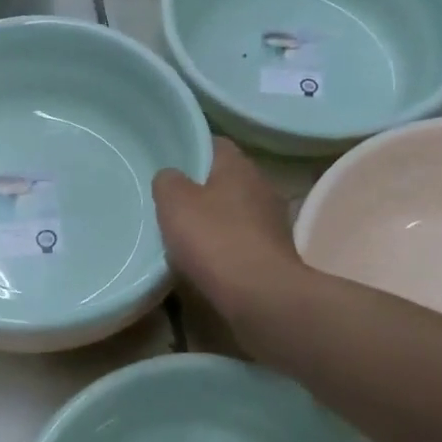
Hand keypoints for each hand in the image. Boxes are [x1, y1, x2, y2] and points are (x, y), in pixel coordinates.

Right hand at [153, 139, 302, 328]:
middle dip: (200, 188)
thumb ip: (167, 182)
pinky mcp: (274, 254)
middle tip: (169, 201)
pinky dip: (224, 247)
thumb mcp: (174, 202)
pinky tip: (204, 261)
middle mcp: (261, 187)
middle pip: (225, 179)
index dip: (190, 150)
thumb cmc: (215, 239)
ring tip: (182, 234)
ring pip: (234, 211)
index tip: (168, 164)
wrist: (261, 296)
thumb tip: (170, 177)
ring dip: (213, 220)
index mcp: (239, 166)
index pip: (214, 144)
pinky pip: (241, 241)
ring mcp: (272, 222)